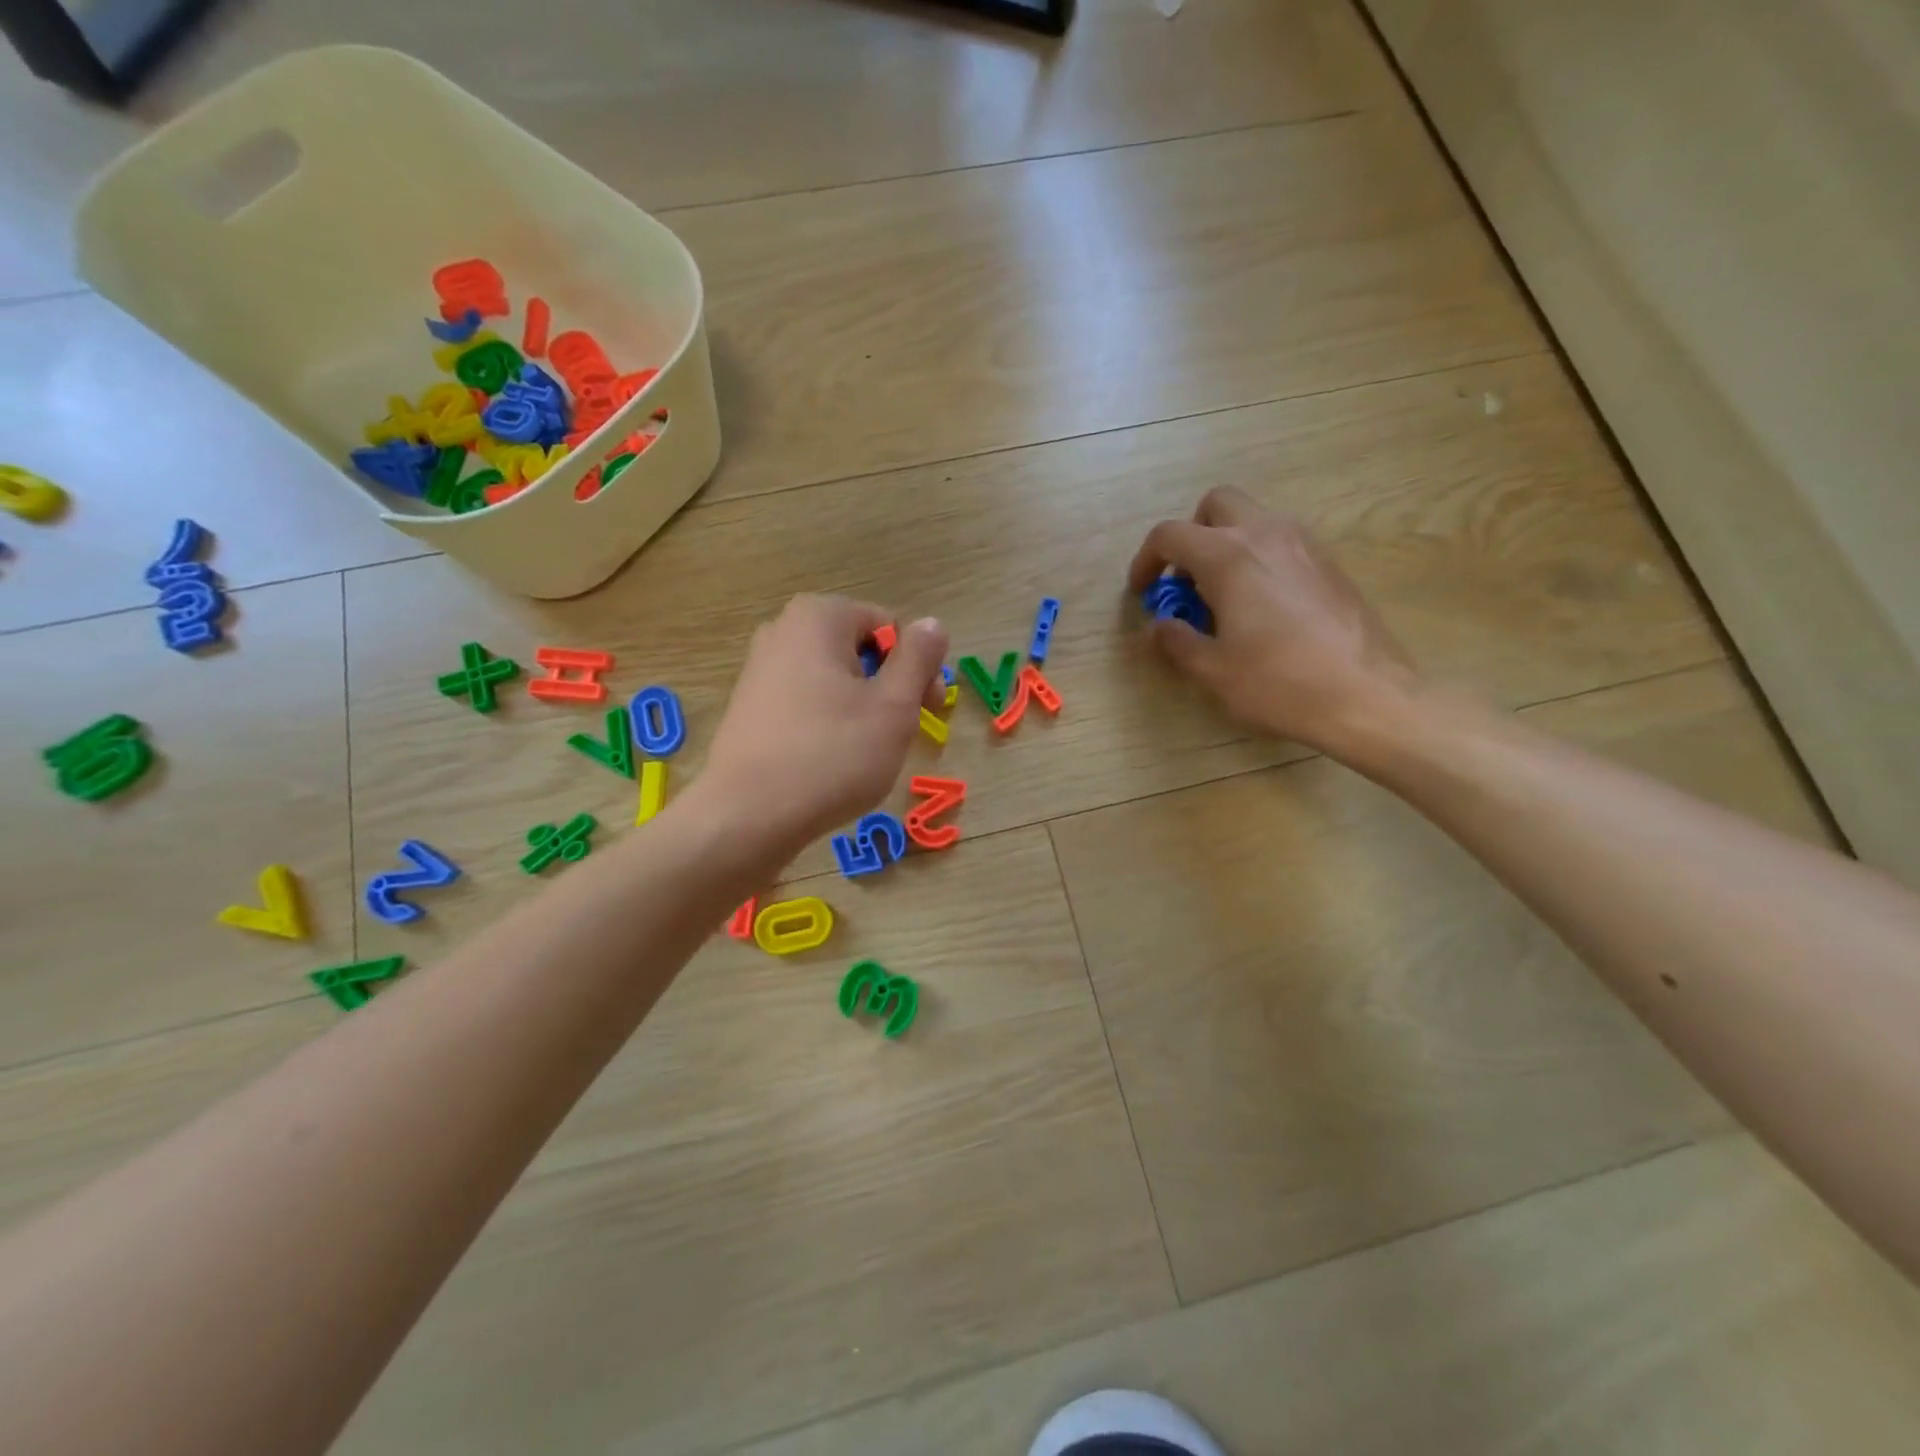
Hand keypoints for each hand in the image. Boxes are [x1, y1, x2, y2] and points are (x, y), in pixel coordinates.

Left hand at [701, 595, 949, 853]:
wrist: (747, 816)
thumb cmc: (832, 754)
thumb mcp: (894, 705)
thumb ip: (919, 658)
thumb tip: (931, 623)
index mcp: (819, 617)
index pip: (890, 627)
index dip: (918, 667)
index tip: (929, 709)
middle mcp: (783, 630)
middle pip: (860, 651)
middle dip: (889, 687)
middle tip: (903, 733)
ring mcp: (760, 670)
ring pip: (834, 680)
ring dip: (862, 709)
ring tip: (868, 753)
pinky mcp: (749, 708)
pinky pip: (806, 703)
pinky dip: (829, 724)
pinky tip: (832, 762)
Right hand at [1127, 487, 1419, 754]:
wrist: (1366, 695)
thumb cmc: (1279, 682)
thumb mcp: (1213, 669)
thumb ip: (1177, 640)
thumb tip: (1159, 626)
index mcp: (1228, 556)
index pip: (1170, 535)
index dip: (1146, 561)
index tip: (1143, 592)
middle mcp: (1266, 534)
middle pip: (1216, 504)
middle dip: (1192, 535)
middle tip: (1186, 581)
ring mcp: (1304, 544)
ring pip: (1254, 518)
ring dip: (1227, 543)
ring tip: (1223, 596)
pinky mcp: (1330, 563)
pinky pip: (1282, 541)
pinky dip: (1259, 557)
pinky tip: (1262, 606)